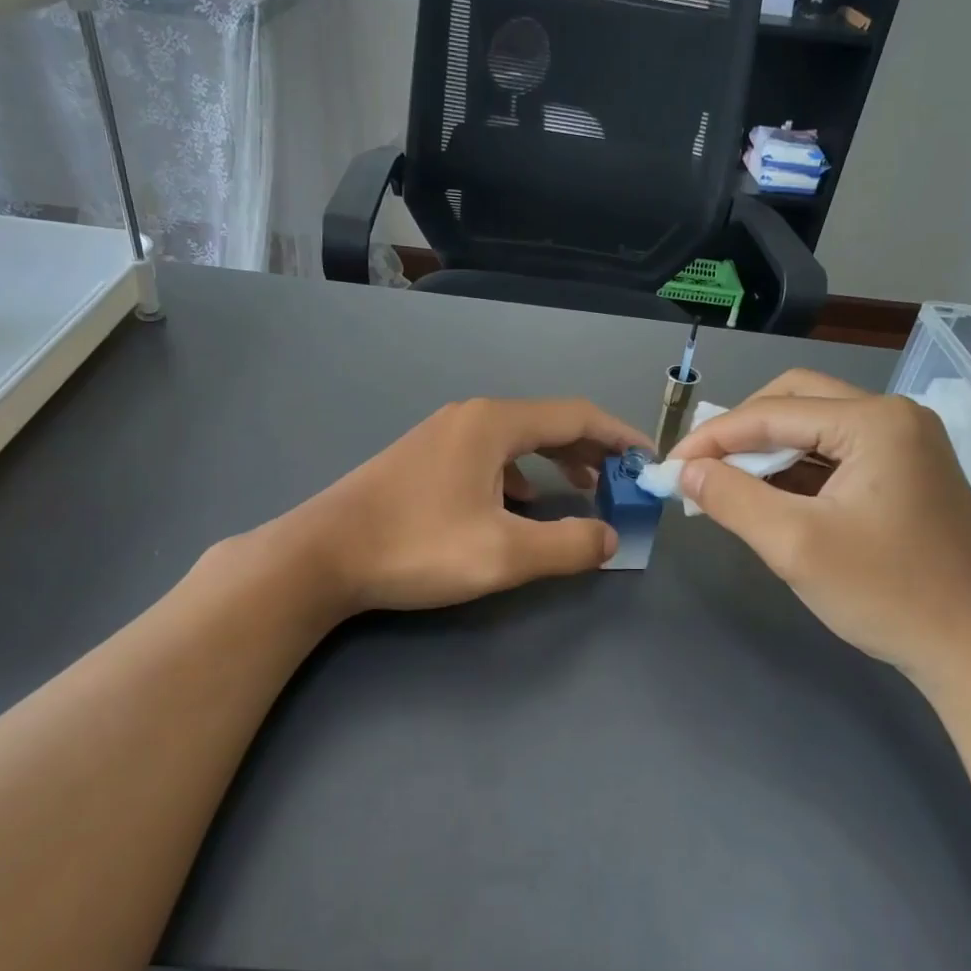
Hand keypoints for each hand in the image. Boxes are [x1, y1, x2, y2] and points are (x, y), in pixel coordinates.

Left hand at [278, 397, 649, 613]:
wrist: (321, 555)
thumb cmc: (416, 547)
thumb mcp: (503, 555)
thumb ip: (567, 546)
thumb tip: (609, 538)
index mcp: (494, 424)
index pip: (576, 415)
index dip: (620, 435)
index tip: (648, 458)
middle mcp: (470, 417)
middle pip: (547, 422)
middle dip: (591, 449)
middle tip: (621, 479)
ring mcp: (442, 435)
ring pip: (516, 440)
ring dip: (556, 461)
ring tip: (582, 489)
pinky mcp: (423, 458)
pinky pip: (489, 456)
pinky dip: (520, 474)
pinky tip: (520, 503)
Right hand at [668, 369, 970, 684]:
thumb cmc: (886, 594)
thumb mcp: (795, 546)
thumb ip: (732, 499)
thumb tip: (686, 471)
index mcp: (876, 421)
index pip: (773, 412)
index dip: (713, 437)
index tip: (670, 467)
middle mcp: (895, 417)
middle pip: (796, 401)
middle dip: (742, 433)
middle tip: (703, 470)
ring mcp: (907, 444)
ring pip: (815, 427)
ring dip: (768, 452)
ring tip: (728, 487)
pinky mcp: (908, 473)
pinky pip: (837, 455)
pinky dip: (797, 471)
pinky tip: (771, 498)